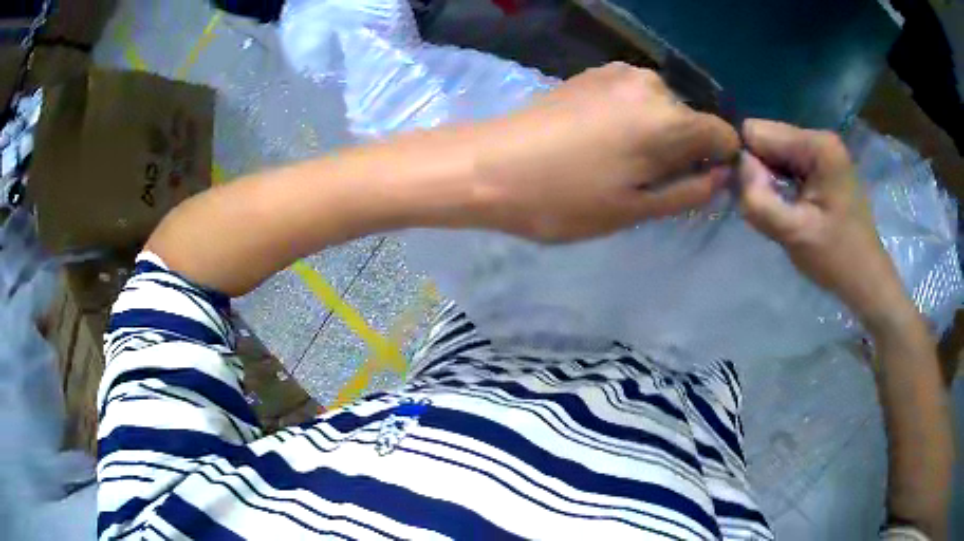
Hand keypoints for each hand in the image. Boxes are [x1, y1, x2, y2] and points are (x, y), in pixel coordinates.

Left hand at [471, 62, 739, 241]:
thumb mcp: (635, 209)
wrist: (488, 165)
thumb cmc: (563, 199)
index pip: (723, 135)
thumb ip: (689, 191)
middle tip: (645, 180)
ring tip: (618, 161)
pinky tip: (600, 139)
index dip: (718, 162)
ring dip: (656, 133)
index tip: (693, 183)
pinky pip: (634, 97)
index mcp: (669, 120)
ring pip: (662, 107)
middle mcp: (651, 84)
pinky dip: (633, 117)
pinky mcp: (594, 72)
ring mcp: (619, 72)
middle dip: (683, 149)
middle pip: (692, 120)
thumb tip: (721, 176)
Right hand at [738, 119, 912, 329]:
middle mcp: (819, 138)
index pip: (756, 131)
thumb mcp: (794, 234)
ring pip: (774, 153)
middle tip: (773, 210)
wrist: (868, 281)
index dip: (748, 163)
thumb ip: (759, 200)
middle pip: (766, 139)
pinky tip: (792, 208)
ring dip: (770, 181)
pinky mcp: (823, 165)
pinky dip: (781, 185)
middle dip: (760, 172)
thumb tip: (737, 168)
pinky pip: (786, 164)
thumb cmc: (837, 259)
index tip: (759, 199)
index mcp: (817, 145)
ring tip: (784, 212)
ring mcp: (822, 150)